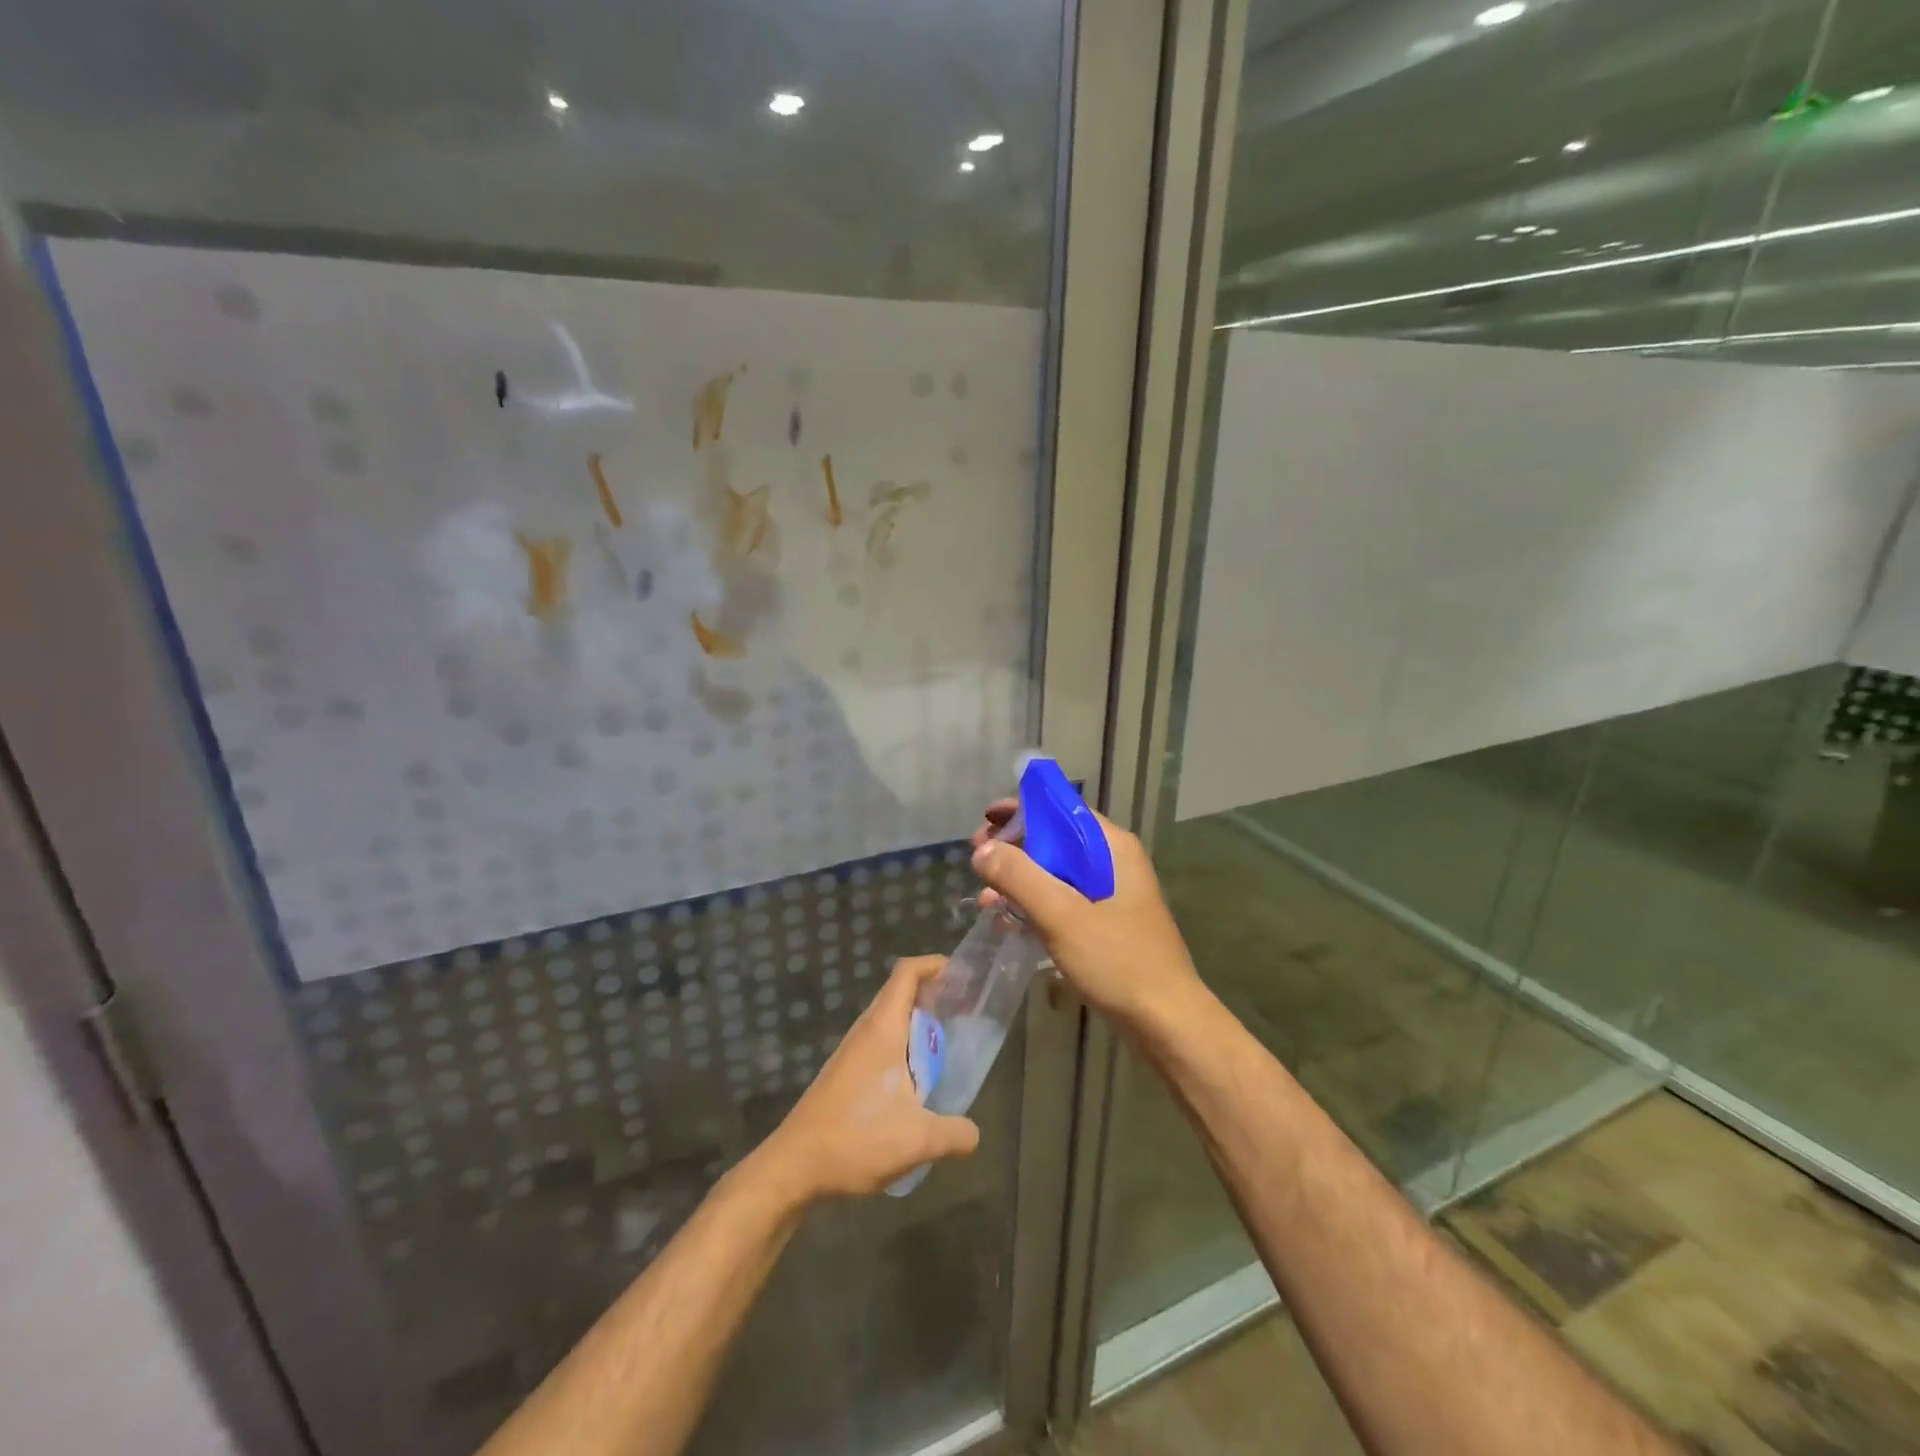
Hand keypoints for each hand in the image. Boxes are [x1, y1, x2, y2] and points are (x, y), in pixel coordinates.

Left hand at [756, 955, 979, 1203]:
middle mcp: (866, 1031)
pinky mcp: (844, 1074)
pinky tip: (917, 1080)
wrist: (793, 1166)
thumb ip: (954, 1134)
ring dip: (917, 1023)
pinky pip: (880, 1044)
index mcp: (883, 1029)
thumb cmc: (856, 1139)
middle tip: (964, 1009)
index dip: (933, 964)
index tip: (961, 974)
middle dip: (932, 993)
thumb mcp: (918, 1140)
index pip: (906, 973)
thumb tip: (974, 1134)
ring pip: (889, 1021)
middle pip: (899, 993)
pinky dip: (903, 1047)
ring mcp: (852, 1052)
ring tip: (947, 1044)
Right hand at [971, 800, 1205, 1033]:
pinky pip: (1063, 900)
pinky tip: (1009, 921)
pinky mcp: (1105, 922)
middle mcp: (1112, 861)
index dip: (1021, 810)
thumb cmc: (1118, 961)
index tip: (985, 822)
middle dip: (1014, 848)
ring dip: (1020, 880)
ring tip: (986, 899)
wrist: (1166, 1022)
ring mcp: (1111, 894)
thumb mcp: (1062, 915)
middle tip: (977, 861)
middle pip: (1055, 838)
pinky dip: (1035, 904)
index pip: (1060, 808)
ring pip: (1056, 872)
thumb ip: (1020, 877)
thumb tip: (983, 849)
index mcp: (1111, 847)